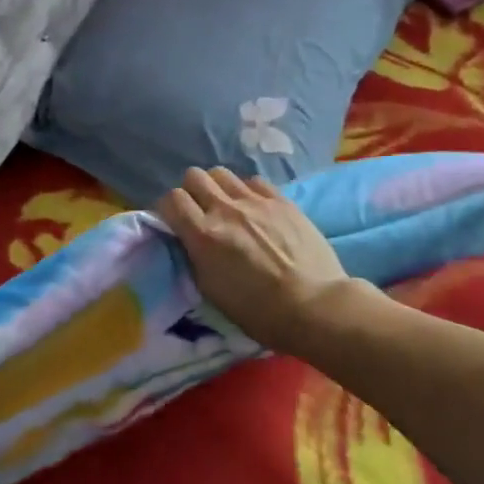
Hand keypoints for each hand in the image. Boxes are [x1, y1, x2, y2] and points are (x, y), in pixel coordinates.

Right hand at [157, 167, 355, 353]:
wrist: (314, 306)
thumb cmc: (259, 311)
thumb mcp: (211, 290)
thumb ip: (194, 256)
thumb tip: (188, 239)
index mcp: (203, 235)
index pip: (171, 199)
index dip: (168, 209)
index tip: (174, 222)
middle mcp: (224, 209)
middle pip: (194, 176)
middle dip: (191, 192)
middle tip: (200, 211)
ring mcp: (255, 201)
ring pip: (221, 173)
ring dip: (217, 187)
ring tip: (226, 206)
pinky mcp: (281, 200)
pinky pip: (253, 181)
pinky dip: (246, 190)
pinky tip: (254, 208)